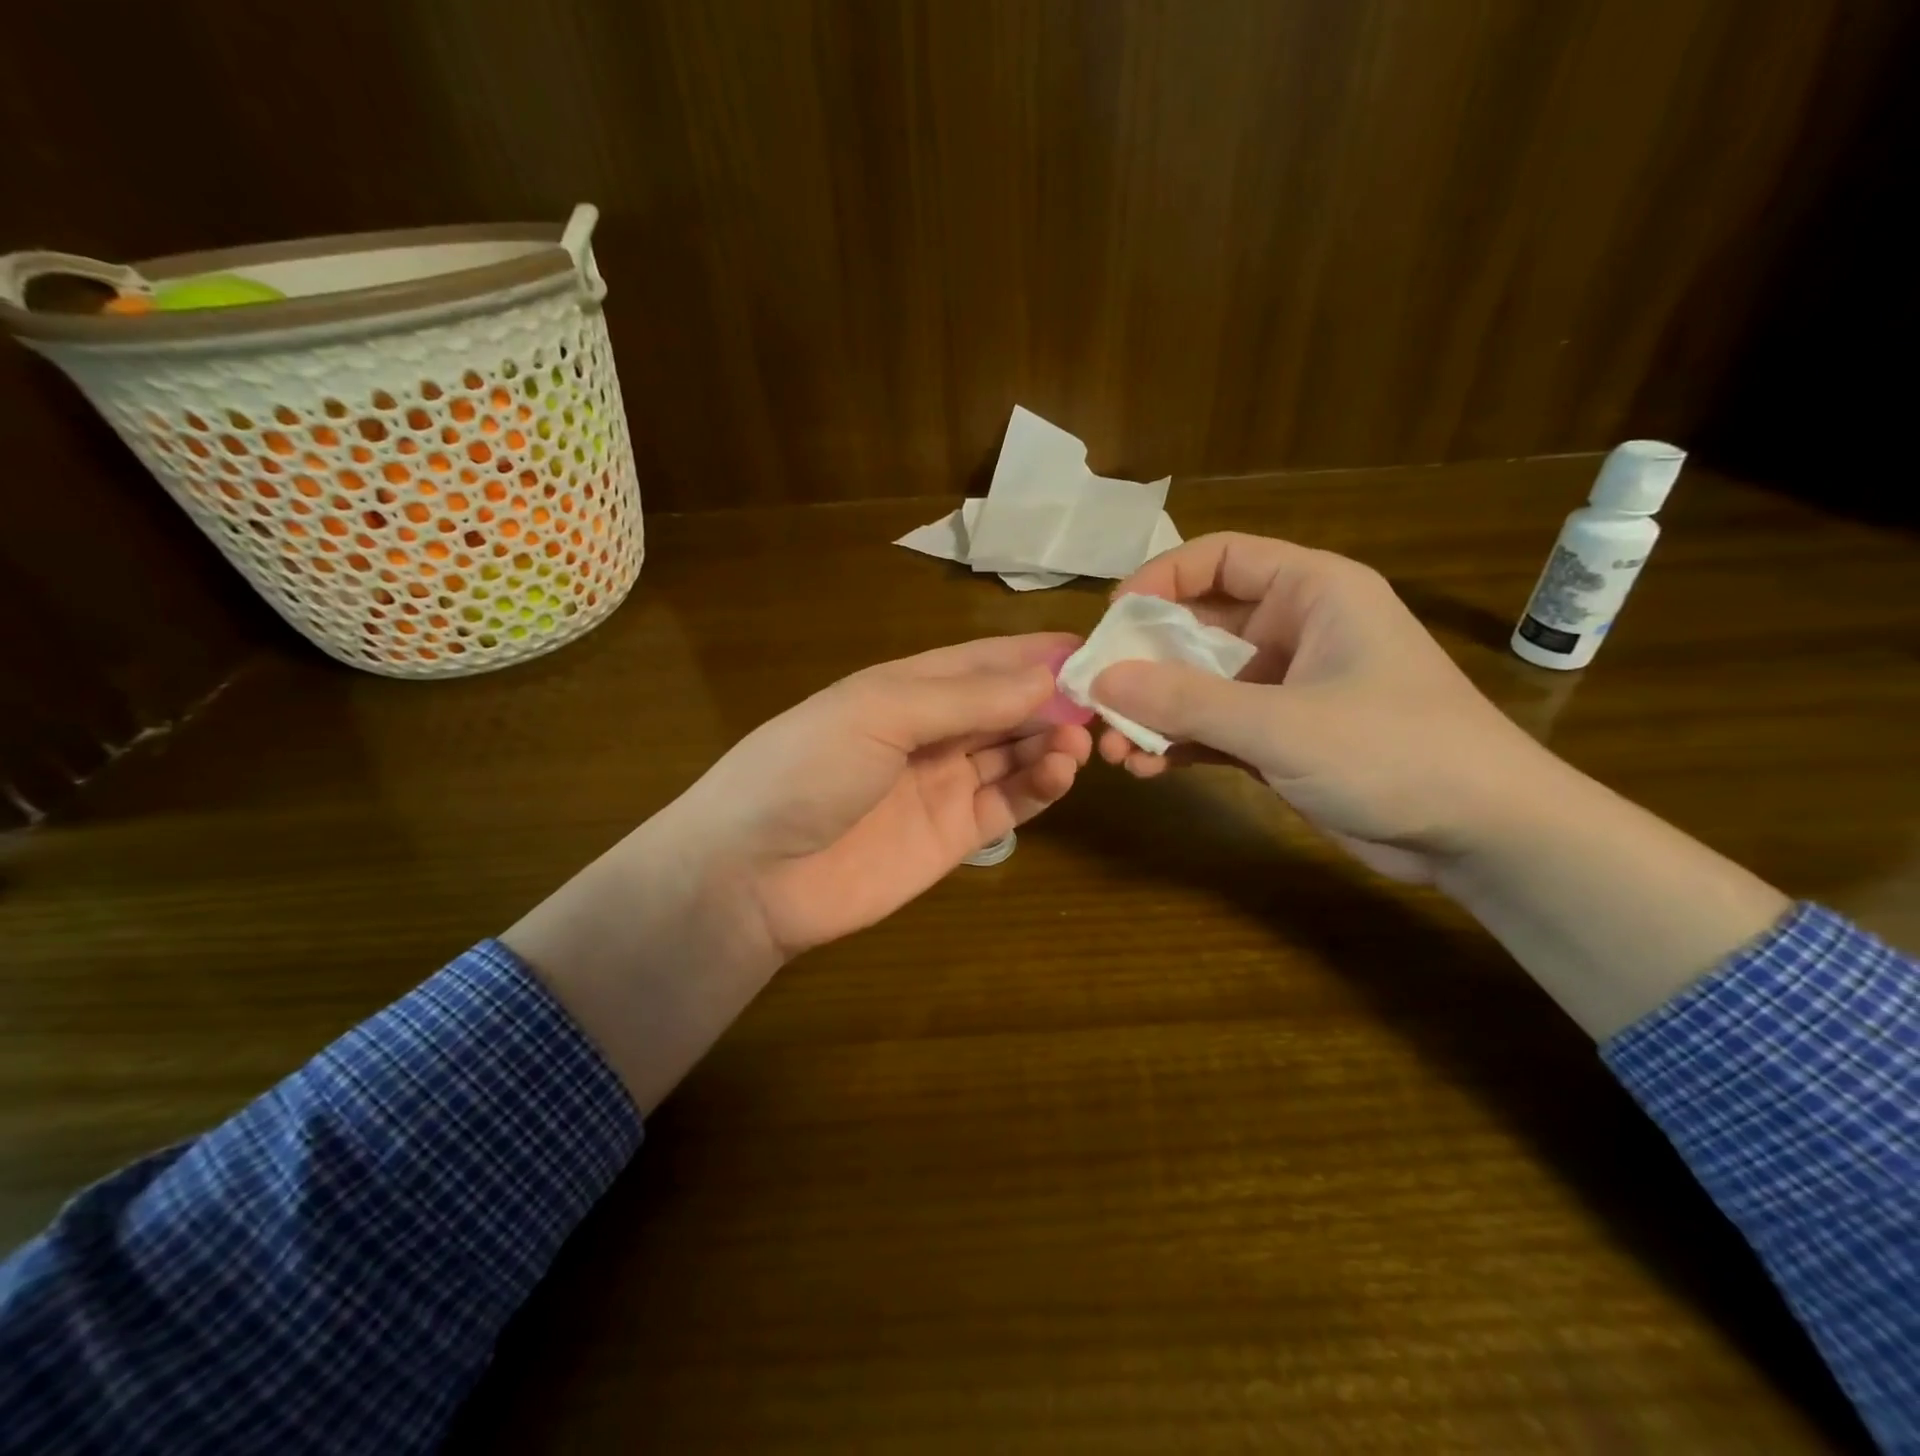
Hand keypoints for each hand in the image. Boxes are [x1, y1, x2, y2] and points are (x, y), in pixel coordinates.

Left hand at [667, 633, 1093, 957]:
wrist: (752, 875)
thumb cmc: (806, 769)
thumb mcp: (879, 713)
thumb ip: (964, 697)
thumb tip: (1045, 676)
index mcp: (905, 688)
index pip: (982, 661)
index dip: (1033, 654)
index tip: (1092, 648)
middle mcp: (930, 732)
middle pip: (1006, 707)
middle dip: (1053, 699)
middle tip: (1105, 700)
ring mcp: (943, 785)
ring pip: (1014, 753)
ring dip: (1050, 741)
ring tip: (1080, 740)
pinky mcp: (955, 836)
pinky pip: (1009, 804)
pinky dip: (1040, 786)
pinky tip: (1060, 772)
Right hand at [1088, 532, 1786, 1035]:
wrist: (1481, 836)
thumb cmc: (1394, 753)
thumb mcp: (1281, 724)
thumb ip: (1186, 701)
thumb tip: (1100, 681)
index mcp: (1310, 592)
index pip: (1218, 558)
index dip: (1158, 581)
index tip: (1111, 624)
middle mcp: (1294, 630)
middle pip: (1196, 626)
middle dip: (1143, 664)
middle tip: (1097, 700)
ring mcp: (1285, 687)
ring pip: (1198, 684)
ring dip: (1154, 713)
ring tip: (1115, 748)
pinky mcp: (1280, 736)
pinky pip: (1213, 726)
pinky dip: (1178, 744)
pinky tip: (1147, 768)